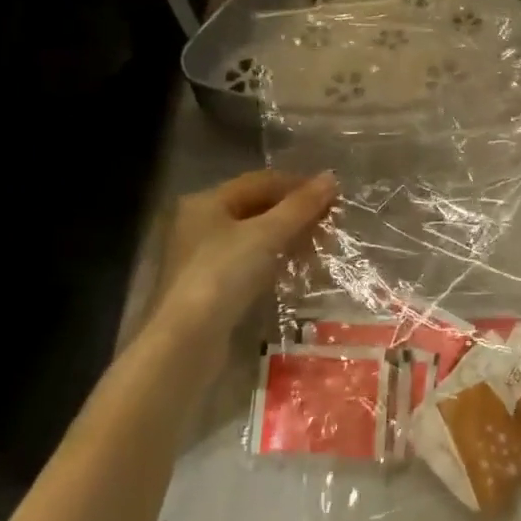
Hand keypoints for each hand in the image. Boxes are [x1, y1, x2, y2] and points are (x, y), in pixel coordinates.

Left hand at [149, 170, 336, 353]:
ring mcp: (204, 257)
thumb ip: (301, 206)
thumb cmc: (224, 274)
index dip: (299, 185)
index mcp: (208, 201)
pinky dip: (275, 260)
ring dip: (289, 237)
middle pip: (258, 208)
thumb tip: (331, 178)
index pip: (262, 181)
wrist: (187, 341)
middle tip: (330, 224)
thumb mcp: (267, 234)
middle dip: (296, 213)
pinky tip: (298, 268)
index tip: (333, 196)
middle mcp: (202, 223)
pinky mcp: (211, 286)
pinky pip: (250, 262)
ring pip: (255, 236)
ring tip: (321, 247)